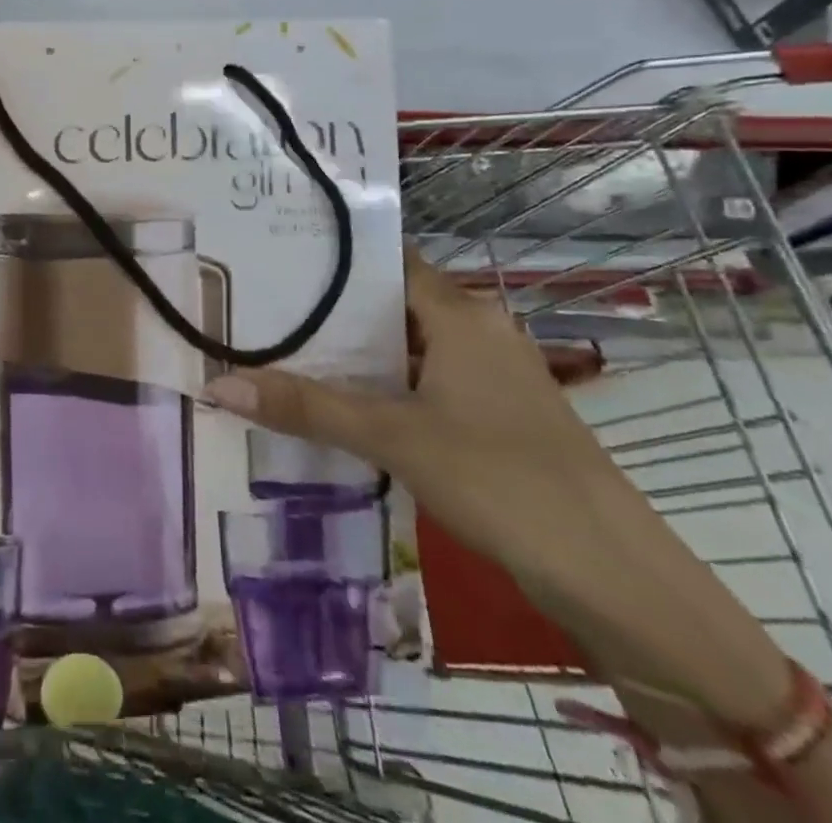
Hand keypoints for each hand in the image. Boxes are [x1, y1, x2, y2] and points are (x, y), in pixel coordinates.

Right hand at [203, 249, 653, 591]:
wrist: (614, 574)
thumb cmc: (500, 479)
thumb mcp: (393, 437)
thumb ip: (306, 407)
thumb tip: (217, 385)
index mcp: (460, 312)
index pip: (385, 259)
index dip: (332, 256)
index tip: (273, 256)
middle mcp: (479, 327)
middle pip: (392, 301)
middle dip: (331, 308)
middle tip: (262, 307)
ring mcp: (494, 371)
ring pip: (410, 344)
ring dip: (358, 351)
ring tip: (287, 350)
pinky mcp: (500, 412)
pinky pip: (428, 379)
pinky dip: (387, 384)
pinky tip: (345, 404)